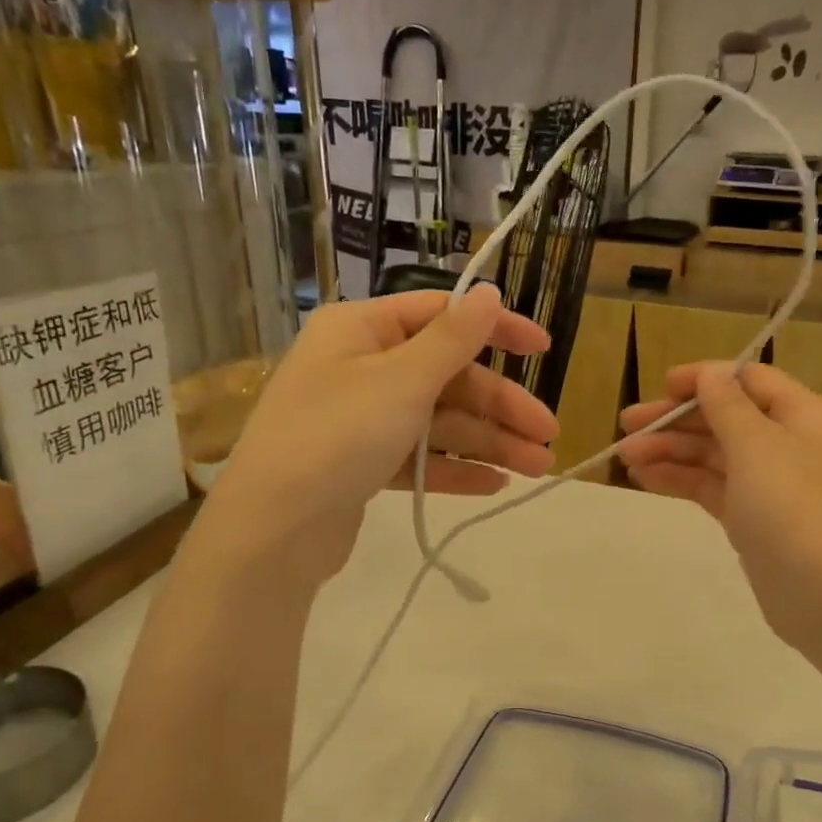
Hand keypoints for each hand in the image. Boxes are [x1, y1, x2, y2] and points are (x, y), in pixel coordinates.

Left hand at [204, 288, 557, 587]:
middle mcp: (361, 367)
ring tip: (536, 469)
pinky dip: (455, 469)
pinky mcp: (362, 465)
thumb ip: (452, 339)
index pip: (441, 315)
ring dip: (488, 443)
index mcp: (362, 330)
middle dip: (500, 408)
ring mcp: (361, 419)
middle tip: (548, 436)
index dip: (497, 330)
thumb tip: (489, 291)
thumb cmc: (337, 436)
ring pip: (438, 422)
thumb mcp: (402, 380)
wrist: (272, 530)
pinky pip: (419, 458)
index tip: (544, 350)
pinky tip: (495, 484)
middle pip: (447, 378)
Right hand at [618, 362, 821, 648]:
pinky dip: (680, 480)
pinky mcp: (754, 521)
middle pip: (726, 418)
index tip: (661, 387)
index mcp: (803, 415)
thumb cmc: (796, 508)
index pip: (749, 380)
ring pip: (714, 455)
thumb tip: (710, 373)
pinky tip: (645, 478)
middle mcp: (789, 444)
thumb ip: (728, 406)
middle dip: (676, 419)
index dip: (704, 379)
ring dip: (670, 450)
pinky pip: (712, 488)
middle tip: (626, 425)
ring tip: (625, 455)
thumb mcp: (758, 446)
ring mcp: (771, 486)